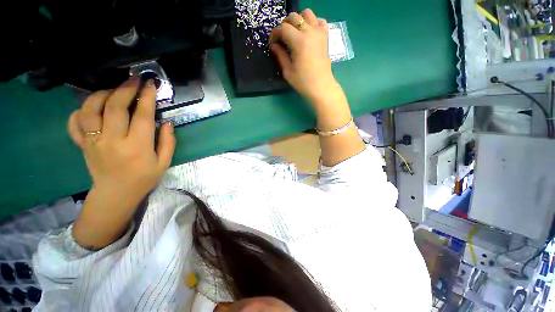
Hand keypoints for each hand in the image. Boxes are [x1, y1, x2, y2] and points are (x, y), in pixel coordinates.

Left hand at [68, 77, 175, 248]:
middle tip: (133, 79)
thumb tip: (168, 122)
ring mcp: (93, 141)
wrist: (116, 194)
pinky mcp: (82, 144)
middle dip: (125, 89)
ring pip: (91, 109)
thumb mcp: (164, 162)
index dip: (147, 97)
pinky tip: (92, 106)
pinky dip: (81, 109)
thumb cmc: (144, 178)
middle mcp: (112, 140)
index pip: (143, 116)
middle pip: (115, 107)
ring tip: (113, 90)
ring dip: (102, 94)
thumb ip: (168, 141)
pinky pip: (75, 122)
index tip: (150, 84)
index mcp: (137, 147)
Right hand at [270, 9, 337, 102]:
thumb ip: (280, 55)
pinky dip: (313, 23)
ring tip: (295, 33)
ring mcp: (319, 32)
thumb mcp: (288, 71)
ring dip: (298, 20)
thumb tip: (274, 46)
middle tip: (282, 38)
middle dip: (284, 25)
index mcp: (299, 41)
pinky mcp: (325, 36)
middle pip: (294, 17)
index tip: (272, 43)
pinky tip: (308, 33)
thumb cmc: (303, 82)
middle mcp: (309, 32)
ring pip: (307, 14)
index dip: (275, 34)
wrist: (321, 87)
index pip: (283, 28)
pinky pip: (319, 21)